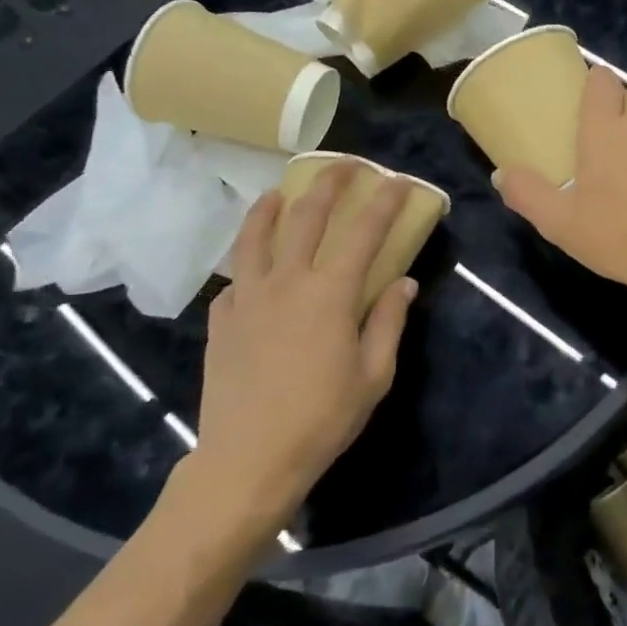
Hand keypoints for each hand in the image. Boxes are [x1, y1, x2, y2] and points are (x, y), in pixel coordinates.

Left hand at [178, 163, 416, 537]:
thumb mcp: (373, 375)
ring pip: (256, 235)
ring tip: (281, 191)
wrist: (248, 461)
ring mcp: (247, 297)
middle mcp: (287, 281)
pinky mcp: (222, 319)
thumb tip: (404, 282)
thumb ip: (388, 321)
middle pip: (307, 215)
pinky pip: (235, 278)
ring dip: (272, 205)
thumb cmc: (322, 420)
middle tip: (345, 165)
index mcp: (330, 293)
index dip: (386, 200)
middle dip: (329, 182)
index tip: (401, 180)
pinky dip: (248, 263)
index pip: (364, 230)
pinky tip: (253, 269)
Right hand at [495, 64, 626, 301]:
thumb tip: (501, 174)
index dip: (592, 82)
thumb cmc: (617, 234)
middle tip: (593, 135)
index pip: (602, 80)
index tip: (578, 98)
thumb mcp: (559, 222)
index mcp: (605, 129)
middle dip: (612, 106)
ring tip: (619, 161)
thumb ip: (526, 194)